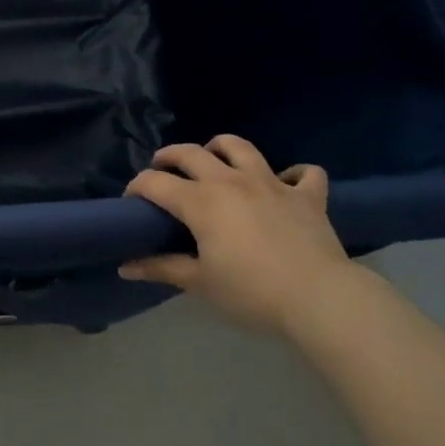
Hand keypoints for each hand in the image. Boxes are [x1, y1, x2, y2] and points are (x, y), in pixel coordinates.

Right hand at [120, 136, 361, 333]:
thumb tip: (125, 266)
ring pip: (241, 147)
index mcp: (201, 201)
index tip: (131, 201)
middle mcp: (231, 181)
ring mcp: (272, 184)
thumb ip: (162, 268)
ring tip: (214, 158)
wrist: (319, 298)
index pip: (156, 183)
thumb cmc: (251, 292)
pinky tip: (286, 184)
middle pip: (192, 153)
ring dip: (221, 147)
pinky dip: (293, 174)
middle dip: (170, 157)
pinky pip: (304, 173)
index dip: (137, 187)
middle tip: (162, 168)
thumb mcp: (200, 283)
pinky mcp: (307, 196)